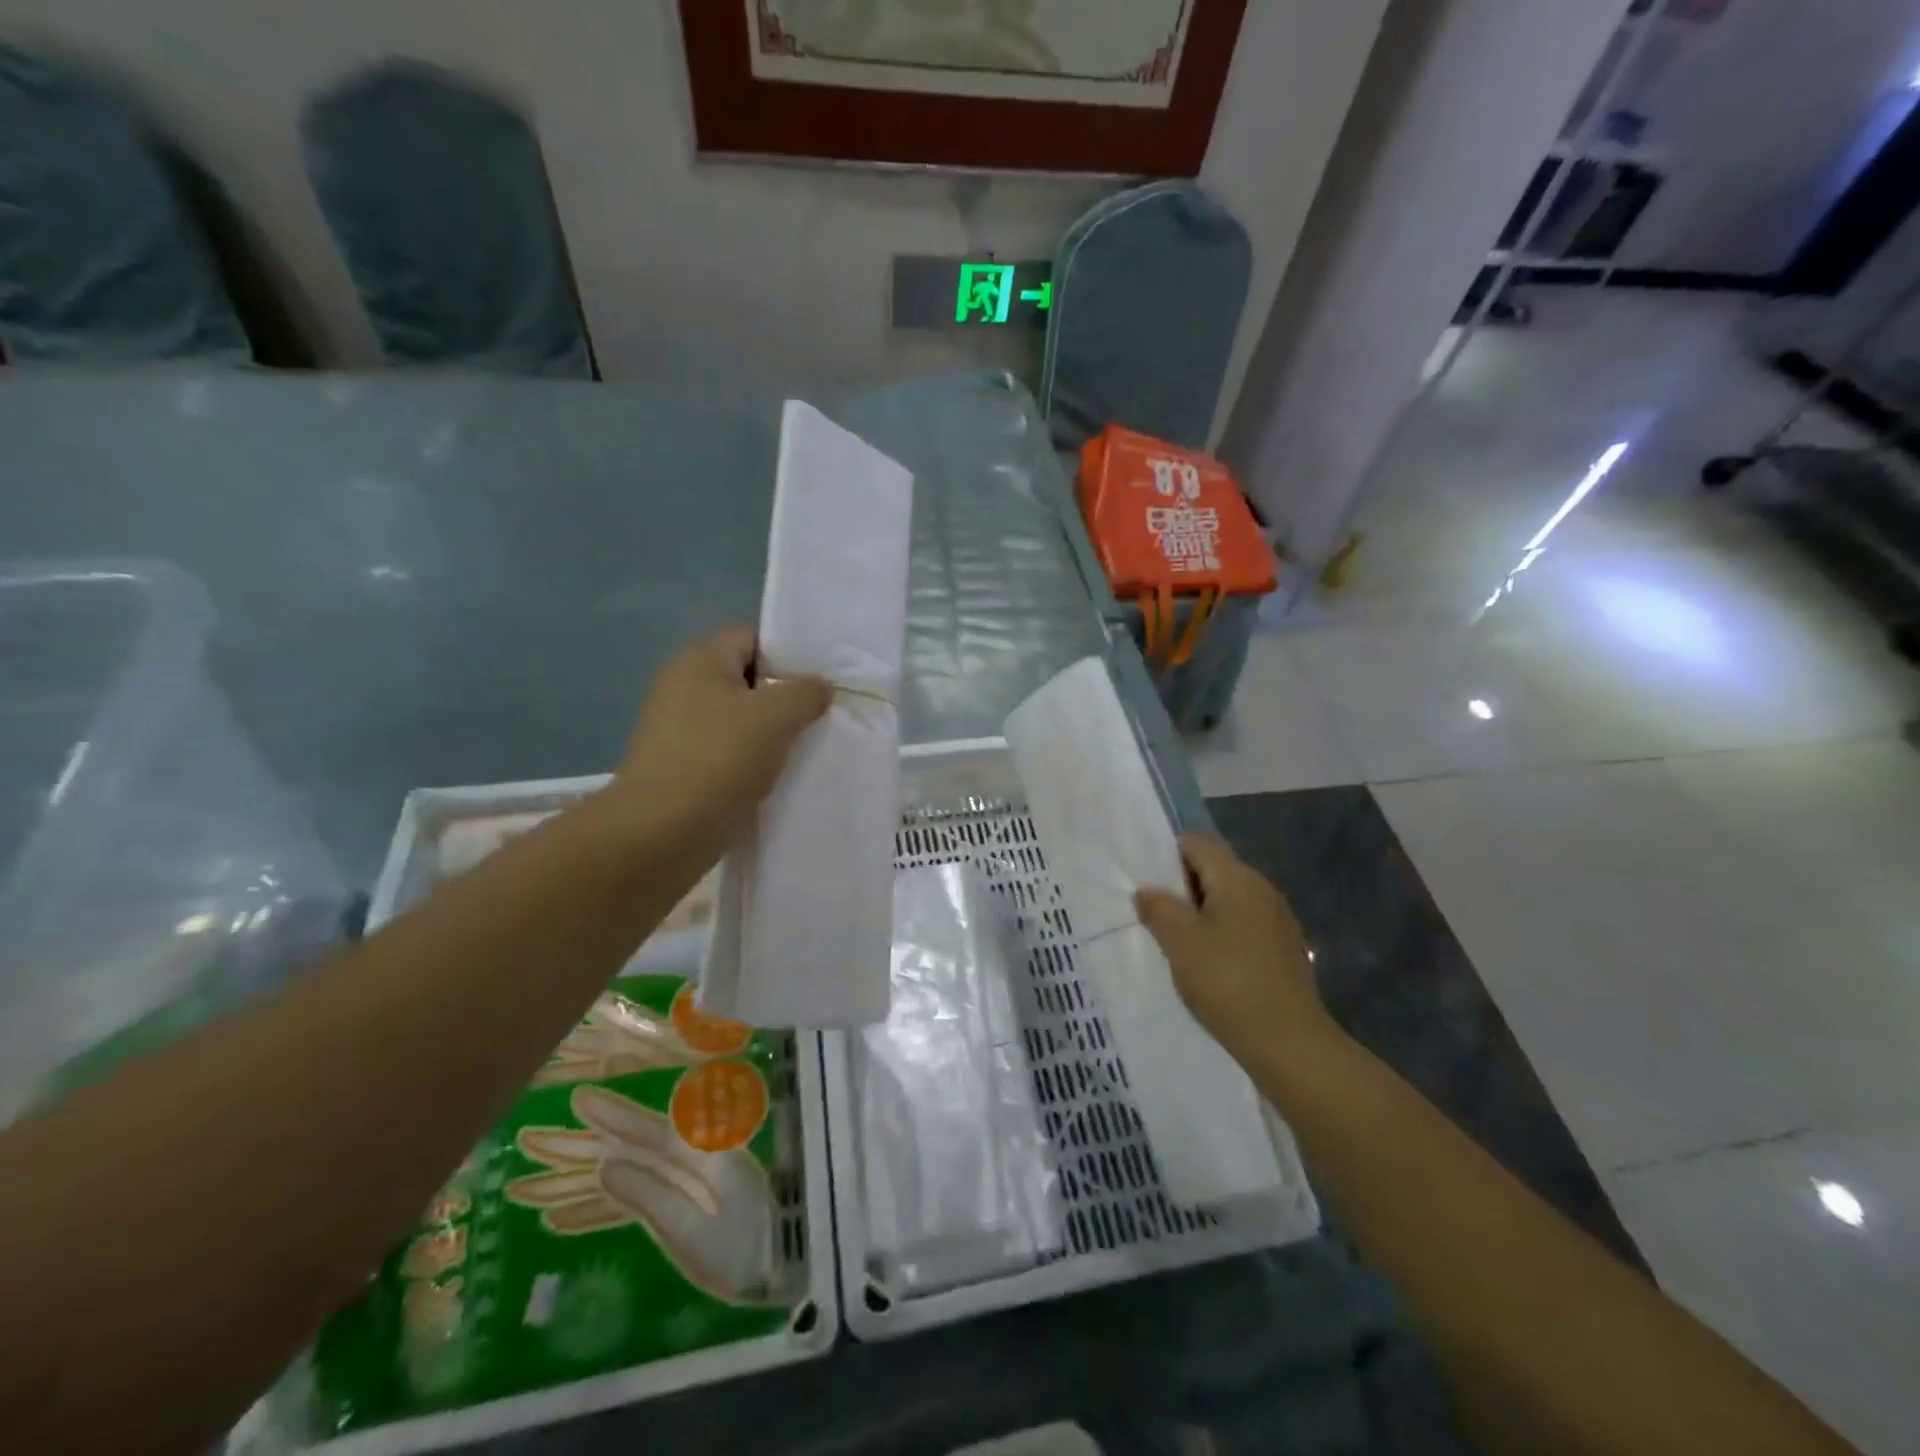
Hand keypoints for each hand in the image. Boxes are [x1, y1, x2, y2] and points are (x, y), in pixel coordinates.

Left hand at [603, 628, 831, 867]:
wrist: (660, 834)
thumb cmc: (719, 760)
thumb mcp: (776, 716)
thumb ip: (805, 692)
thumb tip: (819, 686)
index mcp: (699, 661)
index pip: (751, 638)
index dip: (787, 655)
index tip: (818, 683)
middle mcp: (682, 687)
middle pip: (745, 680)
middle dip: (782, 698)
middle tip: (817, 718)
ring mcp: (676, 730)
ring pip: (737, 720)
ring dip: (768, 735)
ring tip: (802, 751)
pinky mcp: (678, 767)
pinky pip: (725, 753)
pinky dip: (749, 763)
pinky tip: (774, 780)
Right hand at [1134, 835, 1338, 1067]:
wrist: (1290, 1043)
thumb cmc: (1228, 982)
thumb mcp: (1180, 943)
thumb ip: (1159, 909)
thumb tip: (1148, 890)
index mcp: (1237, 878)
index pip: (1198, 843)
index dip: (1169, 857)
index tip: (1151, 888)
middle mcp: (1262, 889)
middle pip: (1215, 869)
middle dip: (1183, 888)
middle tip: (1158, 919)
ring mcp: (1278, 919)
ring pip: (1229, 899)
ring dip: (1202, 914)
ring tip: (1180, 946)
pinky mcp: (1285, 949)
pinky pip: (1245, 925)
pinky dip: (1223, 935)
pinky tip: (1211, 967)